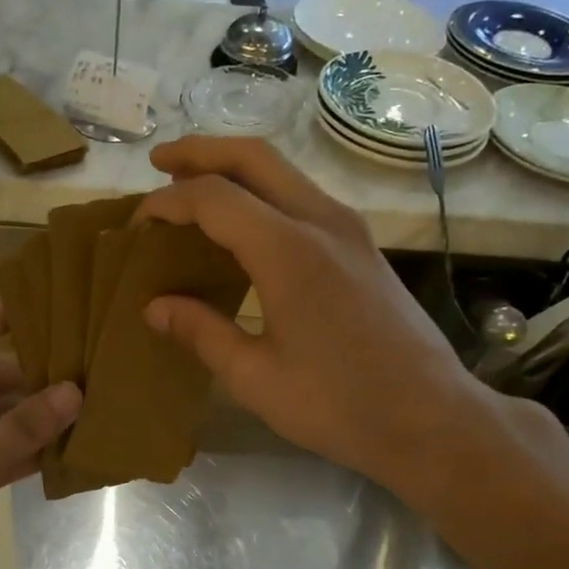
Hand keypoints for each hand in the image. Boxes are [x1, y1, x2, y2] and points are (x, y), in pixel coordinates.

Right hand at [138, 136, 489, 498]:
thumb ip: (202, 333)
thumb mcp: (255, 378)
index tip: (138, 222)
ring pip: (284, 172)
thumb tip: (154, 308)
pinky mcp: (363, 246)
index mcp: (288, 251)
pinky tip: (245, 227)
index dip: (169, 202)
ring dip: (235, 169)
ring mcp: (350, 229)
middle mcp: (322, 221)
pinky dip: (264, 194)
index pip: (214, 198)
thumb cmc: (337, 405)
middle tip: (160, 162)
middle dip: (201, 152)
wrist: (429, 417)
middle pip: (254, 157)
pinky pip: (303, 198)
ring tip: (194, 187)